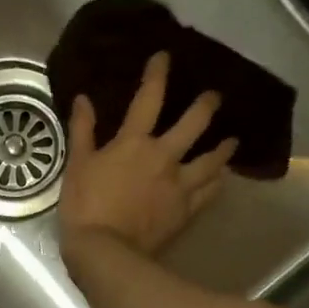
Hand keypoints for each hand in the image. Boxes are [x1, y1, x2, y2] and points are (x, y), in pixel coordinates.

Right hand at [59, 52, 237, 259]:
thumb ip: (83, 130)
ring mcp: (179, 185)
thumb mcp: (77, 165)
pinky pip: (209, 193)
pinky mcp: (186, 211)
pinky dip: (217, 184)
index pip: (149, 99)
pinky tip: (222, 180)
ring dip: (223, 148)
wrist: (106, 251)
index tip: (165, 57)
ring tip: (232, 141)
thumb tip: (84, 99)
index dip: (157, 75)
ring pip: (211, 160)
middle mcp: (164, 157)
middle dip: (206, 106)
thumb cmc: (85, 206)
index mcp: (134, 143)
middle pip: (194, 124)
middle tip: (215, 96)